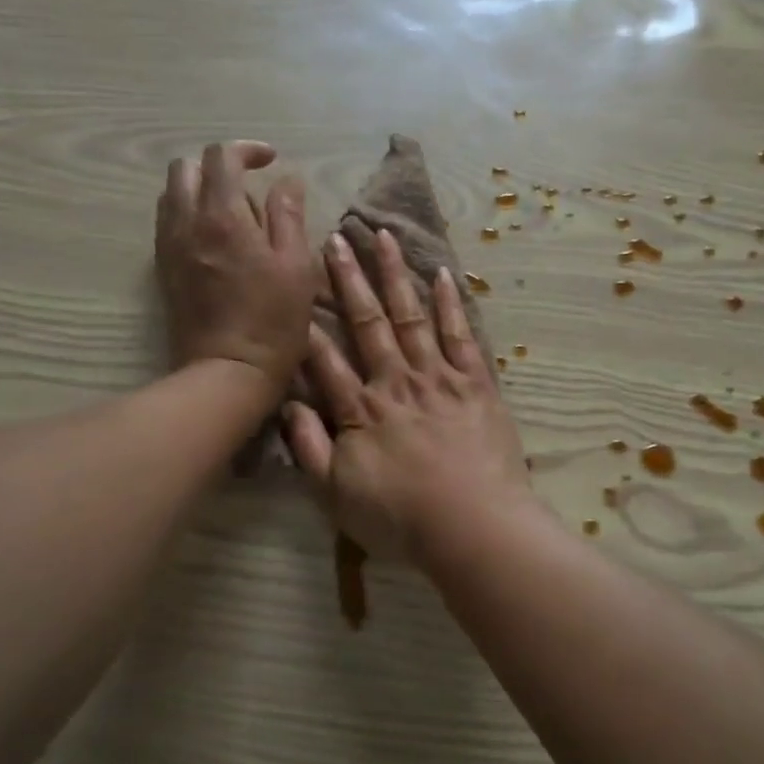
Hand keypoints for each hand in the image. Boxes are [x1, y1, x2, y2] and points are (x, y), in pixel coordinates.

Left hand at [156, 141, 315, 392]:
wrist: (226, 373)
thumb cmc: (273, 321)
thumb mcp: (296, 266)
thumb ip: (288, 216)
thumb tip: (287, 181)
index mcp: (223, 216)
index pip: (222, 157)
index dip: (247, 150)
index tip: (271, 162)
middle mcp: (186, 222)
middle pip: (186, 168)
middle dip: (217, 166)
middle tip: (249, 186)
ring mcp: (169, 247)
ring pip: (172, 194)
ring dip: (200, 189)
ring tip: (233, 212)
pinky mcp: (163, 270)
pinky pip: (167, 222)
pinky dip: (188, 214)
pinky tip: (216, 239)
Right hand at [283, 229, 535, 560]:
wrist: (474, 527)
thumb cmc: (402, 519)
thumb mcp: (336, 496)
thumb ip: (308, 449)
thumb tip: (287, 406)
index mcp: (360, 410)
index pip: (326, 359)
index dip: (308, 323)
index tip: (296, 284)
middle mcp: (396, 382)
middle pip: (367, 322)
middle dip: (349, 279)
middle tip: (336, 239)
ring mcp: (438, 378)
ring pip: (411, 316)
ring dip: (395, 275)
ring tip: (382, 236)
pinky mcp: (476, 383)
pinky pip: (460, 336)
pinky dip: (450, 304)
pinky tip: (442, 274)